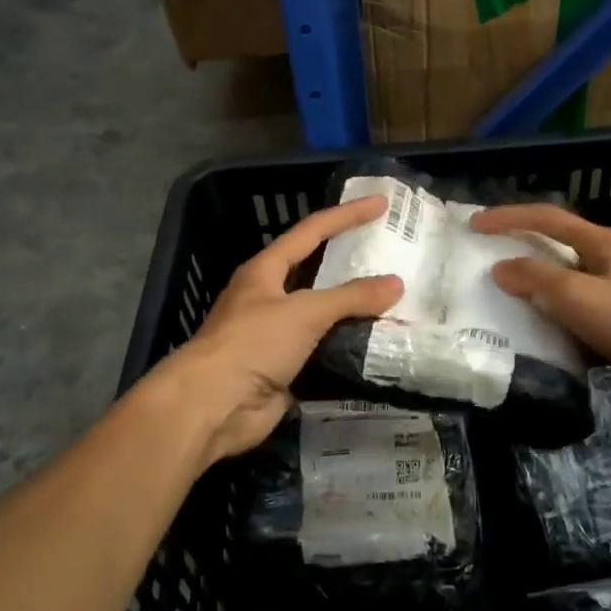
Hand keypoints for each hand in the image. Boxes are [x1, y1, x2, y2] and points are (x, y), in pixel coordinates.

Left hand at [149, 195, 402, 468]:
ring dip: (354, 310)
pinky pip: (325, 350)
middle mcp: (269, 298)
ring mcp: (276, 335)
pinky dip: (350, 346)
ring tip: (395, 300)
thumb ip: (351, 297)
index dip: (346, 216)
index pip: (311, 232)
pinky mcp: (285, 368)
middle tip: (390, 253)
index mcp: (265, 271)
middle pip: (317, 273)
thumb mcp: (304, 312)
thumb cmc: (252, 343)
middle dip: (351, 263)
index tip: (380, 204)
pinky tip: (379, 343)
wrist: (213, 406)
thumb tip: (396, 284)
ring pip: (323, 315)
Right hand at [471, 204, 610, 403]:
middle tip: (486, 255)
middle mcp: (608, 259)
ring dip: (536, 282)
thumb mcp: (576, 295)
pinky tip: (539, 329)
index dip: (508, 217)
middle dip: (520, 245)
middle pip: (556, 244)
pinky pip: (577, 308)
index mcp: (599, 242)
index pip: (545, 217)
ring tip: (503, 293)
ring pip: (566, 278)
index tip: (475, 224)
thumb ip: (535, 278)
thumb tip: (501, 268)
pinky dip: (554, 312)